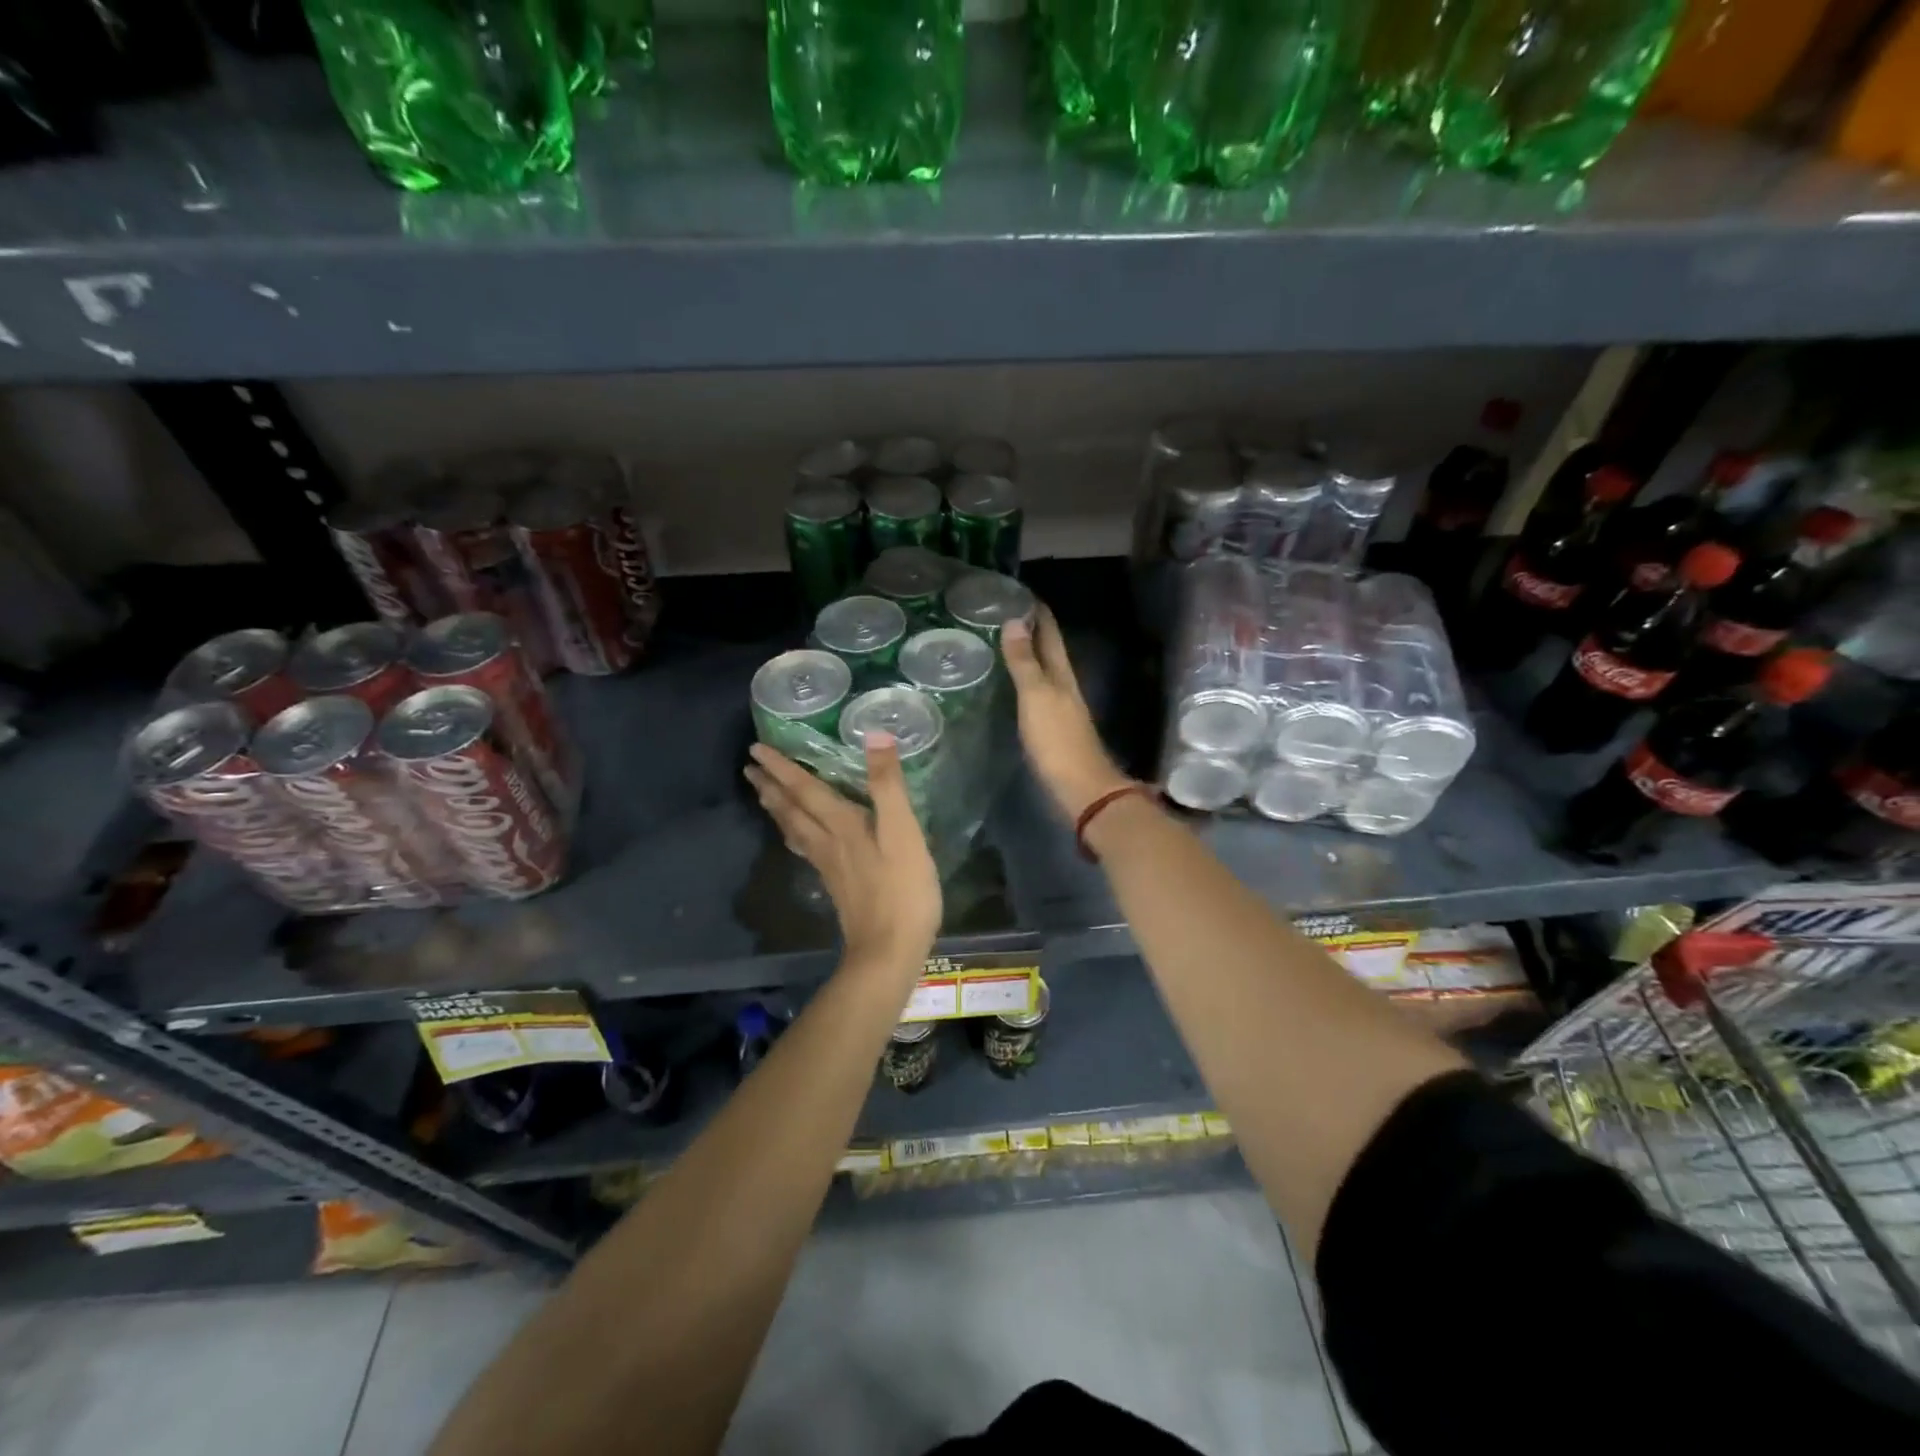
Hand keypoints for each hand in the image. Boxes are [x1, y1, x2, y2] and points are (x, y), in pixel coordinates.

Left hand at [744, 735, 940, 973]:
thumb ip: (887, 785)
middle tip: (748, 767)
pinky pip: (804, 847)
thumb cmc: (902, 889)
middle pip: (791, 809)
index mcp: (841, 825)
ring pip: (794, 829)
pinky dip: (792, 832)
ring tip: (761, 794)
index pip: (805, 789)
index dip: (782, 767)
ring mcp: (829, 865)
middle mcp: (827, 841)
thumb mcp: (904, 832)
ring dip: (776, 808)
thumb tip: (873, 736)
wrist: (889, 951)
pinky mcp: (835, 883)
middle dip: (770, 785)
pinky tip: (795, 836)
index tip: (756, 748)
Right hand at [1001, 609, 1133, 821]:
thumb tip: (1015, 621)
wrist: (1081, 789)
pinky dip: (1023, 682)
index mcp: (1062, 675)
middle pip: (1048, 651)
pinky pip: (1035, 695)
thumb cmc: (1057, 740)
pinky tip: (1009, 687)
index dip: (1037, 612)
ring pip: (1043, 673)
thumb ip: (1025, 662)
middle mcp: (1064, 687)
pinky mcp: (1052, 730)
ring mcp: (1060, 709)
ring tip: (999, 644)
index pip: (1050, 634)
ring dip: (1026, 657)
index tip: (1017, 592)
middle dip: (1030, 631)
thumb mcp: (1037, 696)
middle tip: (1001, 614)